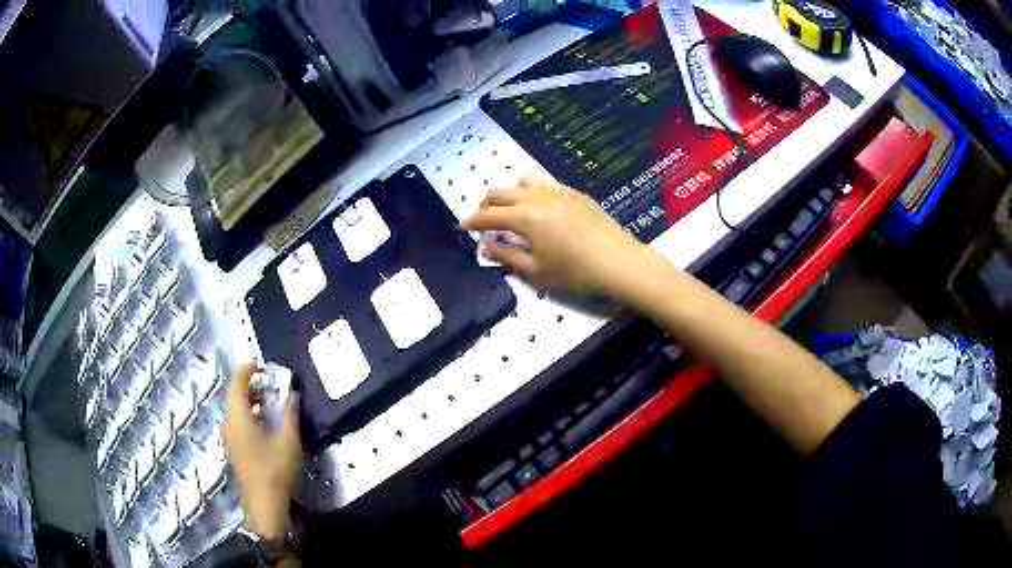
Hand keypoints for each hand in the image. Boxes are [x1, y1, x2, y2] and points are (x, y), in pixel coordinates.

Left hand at [223, 362, 302, 538]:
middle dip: (250, 384)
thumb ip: (289, 413)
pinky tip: (264, 422)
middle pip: (233, 395)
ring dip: (250, 400)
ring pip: (234, 409)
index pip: (237, 383)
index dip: (247, 369)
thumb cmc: (276, 471)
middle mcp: (228, 423)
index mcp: (237, 417)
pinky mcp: (233, 448)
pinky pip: (236, 421)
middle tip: (270, 382)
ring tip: (270, 400)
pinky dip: (248, 413)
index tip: (262, 363)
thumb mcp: (288, 441)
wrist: (265, 505)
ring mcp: (229, 437)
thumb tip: (292, 393)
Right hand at [461, 178, 670, 300]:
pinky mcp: (575, 194)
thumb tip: (486, 248)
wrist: (619, 262)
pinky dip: (531, 190)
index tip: (462, 226)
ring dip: (508, 194)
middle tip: (483, 220)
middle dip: (487, 205)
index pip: (488, 215)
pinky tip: (536, 202)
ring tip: (508, 209)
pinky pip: (544, 184)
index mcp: (524, 217)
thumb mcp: (536, 271)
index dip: (472, 221)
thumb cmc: (575, 272)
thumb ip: (507, 256)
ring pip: (523, 183)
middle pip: (502, 193)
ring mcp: (558, 192)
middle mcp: (537, 198)